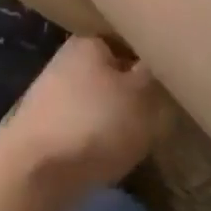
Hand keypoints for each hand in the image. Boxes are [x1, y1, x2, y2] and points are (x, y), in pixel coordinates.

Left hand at [0, 37, 171, 193]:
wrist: (36, 171)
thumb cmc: (95, 122)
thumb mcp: (142, 95)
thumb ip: (155, 73)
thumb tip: (156, 60)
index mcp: (88, 41)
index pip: (128, 38)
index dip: (152, 57)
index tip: (173, 78)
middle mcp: (67, 60)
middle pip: (114, 71)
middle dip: (137, 91)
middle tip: (164, 112)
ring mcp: (54, 94)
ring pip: (102, 100)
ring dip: (120, 117)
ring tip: (144, 136)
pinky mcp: (48, 126)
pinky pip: (87, 125)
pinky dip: (102, 137)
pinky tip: (116, 154)